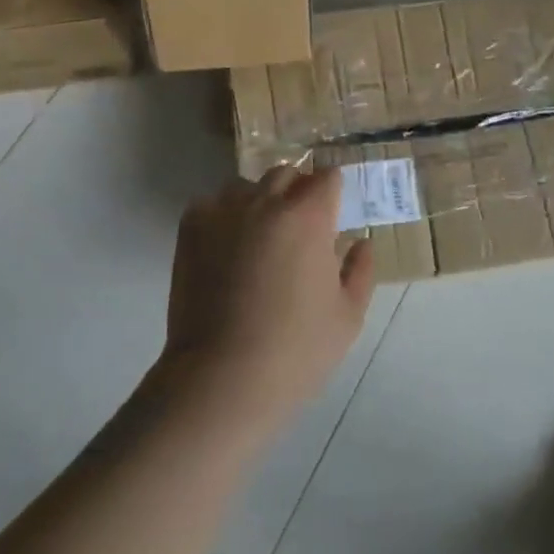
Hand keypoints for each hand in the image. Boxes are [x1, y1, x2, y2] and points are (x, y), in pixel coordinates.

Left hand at [162, 167, 374, 432]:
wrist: (221, 379)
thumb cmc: (295, 351)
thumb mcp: (347, 317)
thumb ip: (361, 270)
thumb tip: (361, 242)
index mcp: (309, 217)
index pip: (327, 177)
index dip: (332, 193)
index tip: (332, 214)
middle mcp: (266, 202)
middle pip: (287, 173)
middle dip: (297, 191)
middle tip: (299, 228)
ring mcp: (224, 212)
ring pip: (246, 186)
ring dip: (258, 200)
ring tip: (259, 236)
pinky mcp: (192, 229)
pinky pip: (211, 204)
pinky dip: (222, 216)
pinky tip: (225, 246)